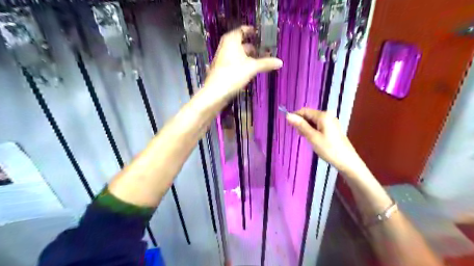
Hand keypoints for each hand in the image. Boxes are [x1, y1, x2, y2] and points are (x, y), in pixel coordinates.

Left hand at [203, 25, 279, 100]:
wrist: (216, 92)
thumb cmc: (233, 75)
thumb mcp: (252, 68)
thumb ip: (266, 63)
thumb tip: (280, 62)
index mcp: (231, 40)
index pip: (242, 30)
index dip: (251, 31)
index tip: (260, 34)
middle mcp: (225, 47)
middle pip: (240, 43)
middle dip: (251, 46)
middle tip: (263, 50)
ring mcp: (222, 58)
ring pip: (237, 53)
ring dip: (247, 56)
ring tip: (258, 61)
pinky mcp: (221, 69)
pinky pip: (234, 62)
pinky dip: (242, 63)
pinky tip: (249, 71)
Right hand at [285, 107, 363, 172]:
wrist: (347, 161)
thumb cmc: (329, 149)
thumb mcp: (312, 137)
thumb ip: (300, 125)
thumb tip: (288, 115)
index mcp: (323, 116)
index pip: (304, 111)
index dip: (295, 116)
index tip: (289, 126)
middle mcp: (328, 115)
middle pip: (309, 115)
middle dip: (301, 123)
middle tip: (300, 136)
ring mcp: (331, 122)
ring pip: (313, 121)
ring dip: (306, 127)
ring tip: (306, 139)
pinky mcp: (332, 128)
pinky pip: (318, 125)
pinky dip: (313, 130)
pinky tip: (313, 139)